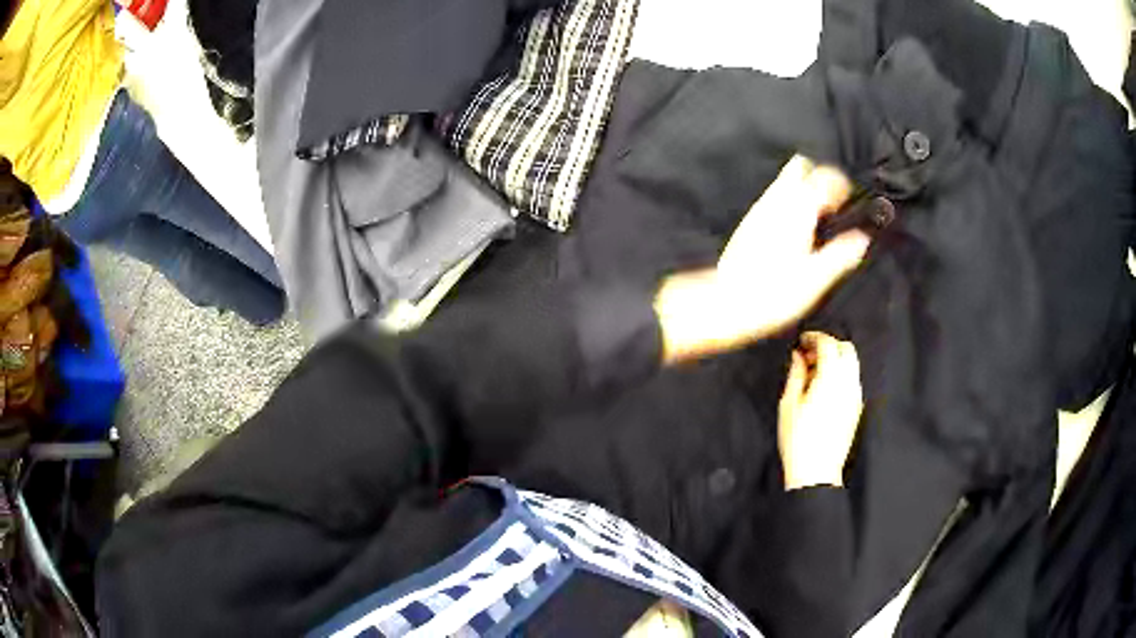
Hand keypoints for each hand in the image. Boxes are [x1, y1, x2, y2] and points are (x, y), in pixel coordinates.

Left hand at [657, 156, 869, 363]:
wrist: (727, 304)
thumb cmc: (773, 294)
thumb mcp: (816, 278)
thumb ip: (841, 254)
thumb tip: (862, 239)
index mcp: (798, 209)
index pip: (825, 176)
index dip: (842, 185)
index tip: (850, 203)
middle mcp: (776, 201)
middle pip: (800, 167)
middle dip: (819, 177)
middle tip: (833, 205)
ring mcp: (759, 209)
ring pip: (784, 181)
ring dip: (803, 189)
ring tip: (817, 219)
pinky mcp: (749, 222)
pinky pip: (773, 198)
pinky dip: (789, 202)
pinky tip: (795, 230)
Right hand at [778, 332, 863, 489]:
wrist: (816, 472)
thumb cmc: (797, 438)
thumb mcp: (788, 404)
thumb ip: (796, 374)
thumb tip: (798, 355)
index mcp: (831, 378)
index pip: (829, 344)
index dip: (815, 337)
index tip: (802, 341)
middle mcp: (848, 383)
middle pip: (846, 349)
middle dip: (829, 345)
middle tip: (809, 356)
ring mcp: (855, 396)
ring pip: (852, 364)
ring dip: (836, 360)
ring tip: (815, 373)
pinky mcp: (856, 408)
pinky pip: (853, 380)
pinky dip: (841, 374)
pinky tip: (824, 389)